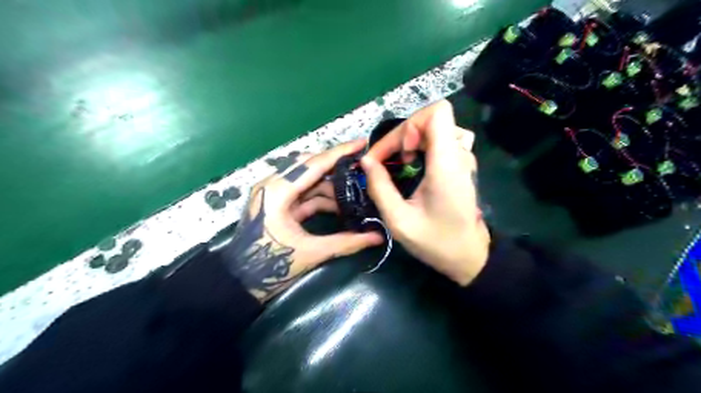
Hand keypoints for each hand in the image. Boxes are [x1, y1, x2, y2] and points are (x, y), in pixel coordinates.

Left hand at [221, 140, 382, 302]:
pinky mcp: (278, 204)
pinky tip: (341, 207)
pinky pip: (305, 195)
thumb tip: (378, 237)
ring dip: (332, 187)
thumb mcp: (311, 253)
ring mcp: (275, 194)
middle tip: (364, 169)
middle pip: (311, 167)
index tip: (363, 143)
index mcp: (278, 191)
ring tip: (357, 193)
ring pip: (309, 181)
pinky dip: (322, 199)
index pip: (315, 164)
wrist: (240, 282)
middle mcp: (274, 185)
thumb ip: (347, 242)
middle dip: (338, 168)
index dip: (341, 153)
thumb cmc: (270, 265)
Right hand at [361, 102, 491, 285]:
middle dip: (403, 135)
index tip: (401, 152)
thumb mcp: (399, 221)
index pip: (438, 112)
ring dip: (413, 140)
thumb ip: (380, 188)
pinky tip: (414, 166)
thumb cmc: (436, 242)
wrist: (469, 256)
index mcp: (446, 165)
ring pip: (436, 128)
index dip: (412, 124)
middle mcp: (459, 155)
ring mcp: (463, 159)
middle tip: (388, 161)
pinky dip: (423, 146)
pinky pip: (441, 140)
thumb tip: (366, 161)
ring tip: (402, 162)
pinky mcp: (461, 165)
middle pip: (432, 119)